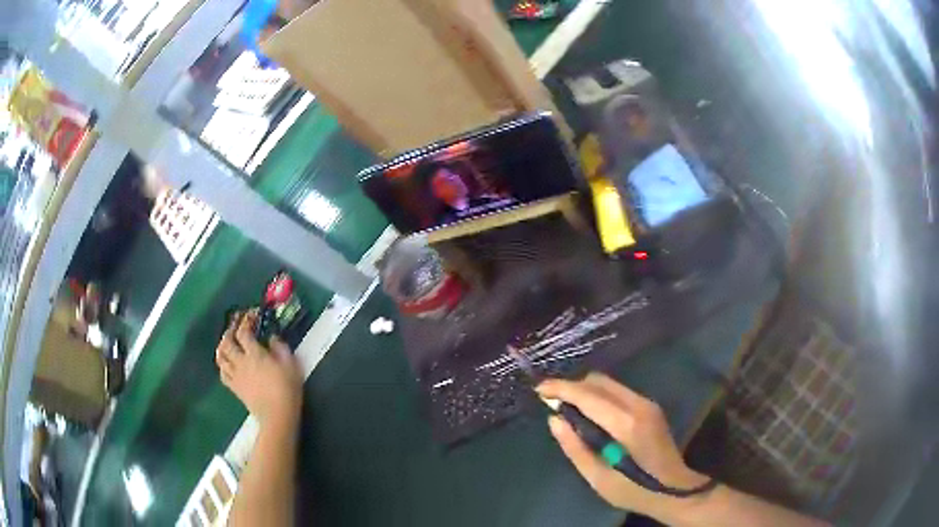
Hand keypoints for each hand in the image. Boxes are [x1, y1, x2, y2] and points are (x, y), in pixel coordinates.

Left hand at [215, 312, 302, 424]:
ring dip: (222, 346)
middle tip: (235, 327)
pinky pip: (223, 373)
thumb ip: (281, 348)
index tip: (251, 316)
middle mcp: (241, 361)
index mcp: (255, 354)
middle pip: (227, 342)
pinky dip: (223, 365)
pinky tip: (227, 364)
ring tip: (227, 343)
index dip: (245, 321)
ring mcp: (236, 375)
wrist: (277, 415)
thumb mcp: (291, 365)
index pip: (243, 332)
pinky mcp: (234, 388)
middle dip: (229, 331)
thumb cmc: (287, 389)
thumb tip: (272, 338)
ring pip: (221, 357)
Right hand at [537, 373, 708, 512]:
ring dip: (585, 389)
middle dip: (571, 386)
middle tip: (550, 400)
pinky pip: (618, 391)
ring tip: (565, 405)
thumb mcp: (597, 477)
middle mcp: (638, 405)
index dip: (561, 389)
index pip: (588, 396)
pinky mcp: (650, 406)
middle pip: (598, 382)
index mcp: (626, 424)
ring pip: (608, 383)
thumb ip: (574, 447)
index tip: (539, 389)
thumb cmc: (633, 489)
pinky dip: (598, 395)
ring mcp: (647, 403)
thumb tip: (554, 419)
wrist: (674, 488)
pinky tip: (588, 411)